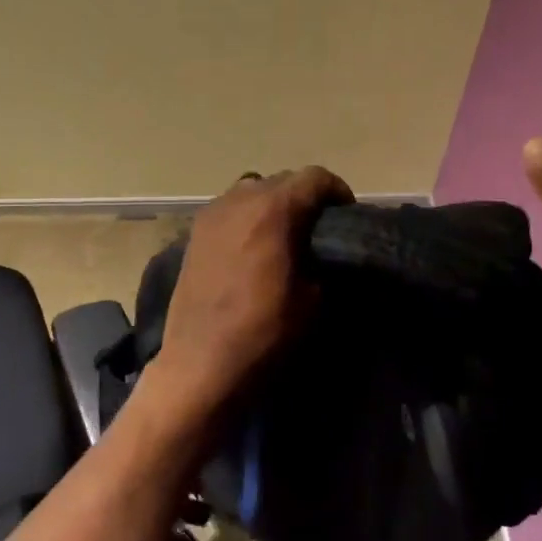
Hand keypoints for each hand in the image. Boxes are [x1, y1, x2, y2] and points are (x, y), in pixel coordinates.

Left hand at [155, 166, 353, 413]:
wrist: (201, 363)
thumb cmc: (264, 331)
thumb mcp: (313, 298)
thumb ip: (320, 260)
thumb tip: (320, 251)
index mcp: (274, 209)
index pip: (314, 177)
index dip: (337, 191)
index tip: (346, 215)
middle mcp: (241, 199)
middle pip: (282, 180)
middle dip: (304, 197)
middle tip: (317, 227)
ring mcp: (212, 213)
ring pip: (252, 190)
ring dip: (272, 204)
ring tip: (282, 235)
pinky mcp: (194, 232)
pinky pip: (229, 210)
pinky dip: (246, 218)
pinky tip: (252, 247)